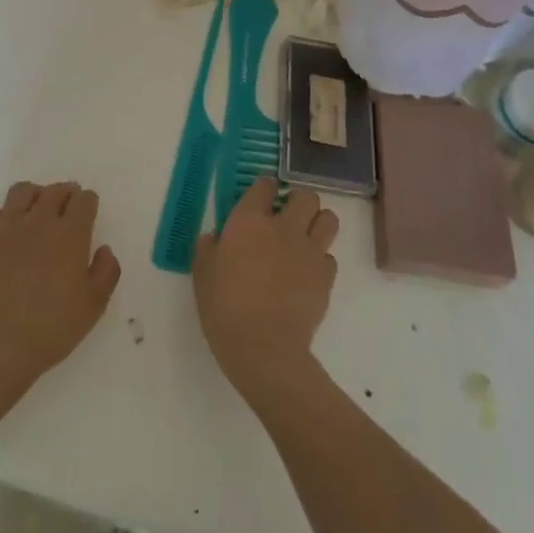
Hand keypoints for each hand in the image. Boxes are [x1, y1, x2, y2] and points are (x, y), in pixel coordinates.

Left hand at [0, 181, 120, 400]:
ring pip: (20, 192)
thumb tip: (104, 249)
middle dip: (65, 193)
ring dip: (32, 193)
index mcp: (70, 234)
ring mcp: (5, 228)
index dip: (88, 202)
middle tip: (67, 203)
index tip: (88, 210)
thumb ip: (107, 271)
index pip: (84, 200)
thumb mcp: (94, 306)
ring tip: (35, 205)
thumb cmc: (52, 328)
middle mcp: (38, 221)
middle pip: (54, 191)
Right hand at [193, 177, 338, 407]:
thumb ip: (208, 247)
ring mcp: (310, 250)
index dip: (264, 187)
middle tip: (287, 216)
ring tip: (305, 238)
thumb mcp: (202, 273)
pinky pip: (330, 256)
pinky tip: (307, 273)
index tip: (261, 197)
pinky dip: (321, 260)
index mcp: (250, 220)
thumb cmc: (224, 307)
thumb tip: (215, 237)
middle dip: (299, 201)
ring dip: (318, 223)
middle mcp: (284, 227)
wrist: (263, 348)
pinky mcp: (326, 277)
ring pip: (329, 219)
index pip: (265, 184)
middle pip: (306, 196)